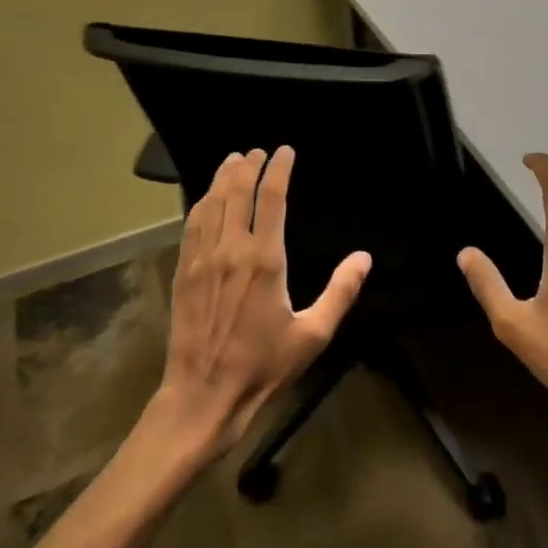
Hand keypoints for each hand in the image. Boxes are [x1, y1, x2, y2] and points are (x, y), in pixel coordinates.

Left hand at [154, 146, 369, 459]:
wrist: (204, 395)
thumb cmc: (263, 367)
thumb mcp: (313, 335)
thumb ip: (340, 292)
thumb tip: (363, 257)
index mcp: (265, 260)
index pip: (271, 198)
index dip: (278, 169)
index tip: (285, 152)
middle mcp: (231, 250)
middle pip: (237, 191)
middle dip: (248, 165)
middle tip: (258, 152)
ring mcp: (202, 259)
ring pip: (212, 203)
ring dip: (223, 177)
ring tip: (233, 160)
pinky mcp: (184, 272)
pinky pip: (192, 225)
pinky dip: (202, 202)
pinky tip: (207, 197)